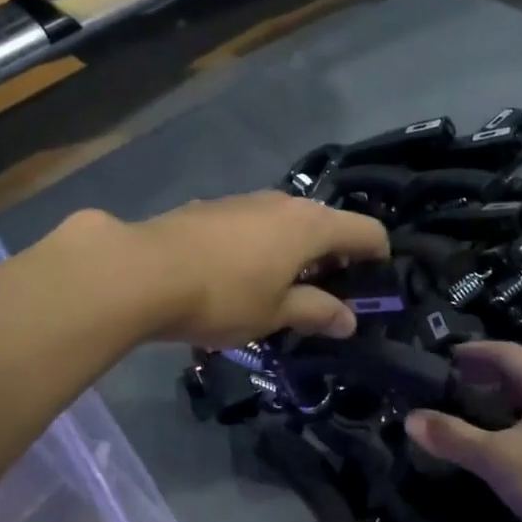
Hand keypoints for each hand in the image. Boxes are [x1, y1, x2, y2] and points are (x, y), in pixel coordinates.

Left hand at [117, 193, 390, 346]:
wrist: (142, 270)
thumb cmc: (223, 295)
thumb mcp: (275, 313)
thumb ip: (316, 312)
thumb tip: (349, 320)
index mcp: (311, 225)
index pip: (366, 231)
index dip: (378, 257)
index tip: (375, 286)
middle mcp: (283, 203)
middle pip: (327, 224)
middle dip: (334, 258)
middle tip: (328, 296)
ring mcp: (245, 200)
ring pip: (287, 223)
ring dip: (296, 252)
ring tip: (282, 288)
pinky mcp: (212, 207)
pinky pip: (254, 225)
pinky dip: (263, 246)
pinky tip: (239, 275)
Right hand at [405, 342, 521, 521]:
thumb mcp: (497, 458)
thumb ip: (453, 437)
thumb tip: (410, 419)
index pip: (504, 352)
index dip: (472, 352)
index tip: (442, 357)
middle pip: (518, 374)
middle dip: (481, 378)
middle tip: (445, 387)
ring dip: (496, 405)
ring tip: (462, 414)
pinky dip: (512, 427)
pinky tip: (493, 447)